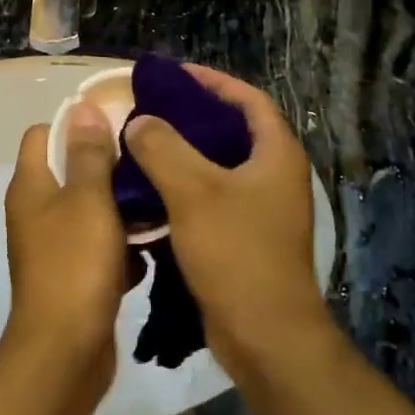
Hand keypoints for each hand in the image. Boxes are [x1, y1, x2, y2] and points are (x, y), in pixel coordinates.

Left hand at [1, 104, 124, 401]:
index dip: (76, 125)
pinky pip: (98, 247)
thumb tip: (82, 107)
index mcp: (31, 186)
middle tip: (147, 162)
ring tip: (158, 204)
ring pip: (90, 210)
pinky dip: (120, 248)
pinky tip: (149, 252)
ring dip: (120, 209)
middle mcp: (36, 211)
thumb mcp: (89, 200)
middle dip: (108, 167)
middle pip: (71, 170)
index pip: (44, 134)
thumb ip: (89, 154)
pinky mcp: (72, 276)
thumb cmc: (75, 265)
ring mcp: (53, 246)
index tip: (117, 125)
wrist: (65, 353)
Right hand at [124, 67, 333, 381]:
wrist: (266, 338)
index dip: (213, 82)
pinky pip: (211, 199)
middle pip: (232, 131)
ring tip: (141, 145)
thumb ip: (162, 147)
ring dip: (183, 154)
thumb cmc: (237, 253)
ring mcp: (261, 210)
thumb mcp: (194, 191)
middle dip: (192, 116)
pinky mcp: (245, 238)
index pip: (248, 99)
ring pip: (218, 167)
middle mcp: (274, 176)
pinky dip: (182, 188)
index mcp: (276, 155)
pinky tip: (148, 192)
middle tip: (150, 109)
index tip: (174, 75)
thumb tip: (138, 121)